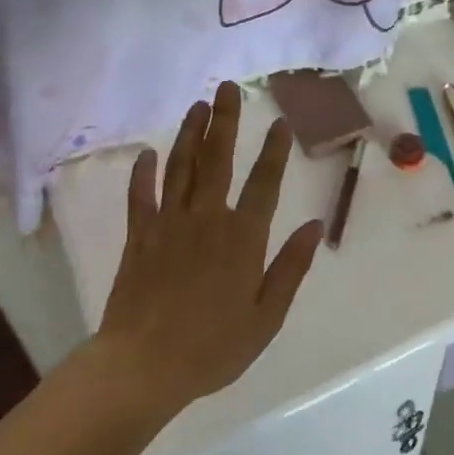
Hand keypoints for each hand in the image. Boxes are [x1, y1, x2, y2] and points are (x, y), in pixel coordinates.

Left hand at [97, 82, 323, 418]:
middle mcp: (206, 219)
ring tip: (197, 106)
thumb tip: (314, 225)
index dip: (273, 150)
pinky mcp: (139, 237)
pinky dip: (142, 173)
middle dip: (225, 121)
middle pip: (218, 160)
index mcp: (242, 238)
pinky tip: (147, 153)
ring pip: (181, 168)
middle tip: (227, 87)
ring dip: (190, 134)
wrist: (142, 367)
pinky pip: (140, 197)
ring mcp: (168, 224)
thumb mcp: (266, 317)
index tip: (278, 121)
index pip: (263, 183)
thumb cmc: (212, 347)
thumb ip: (291, 268)